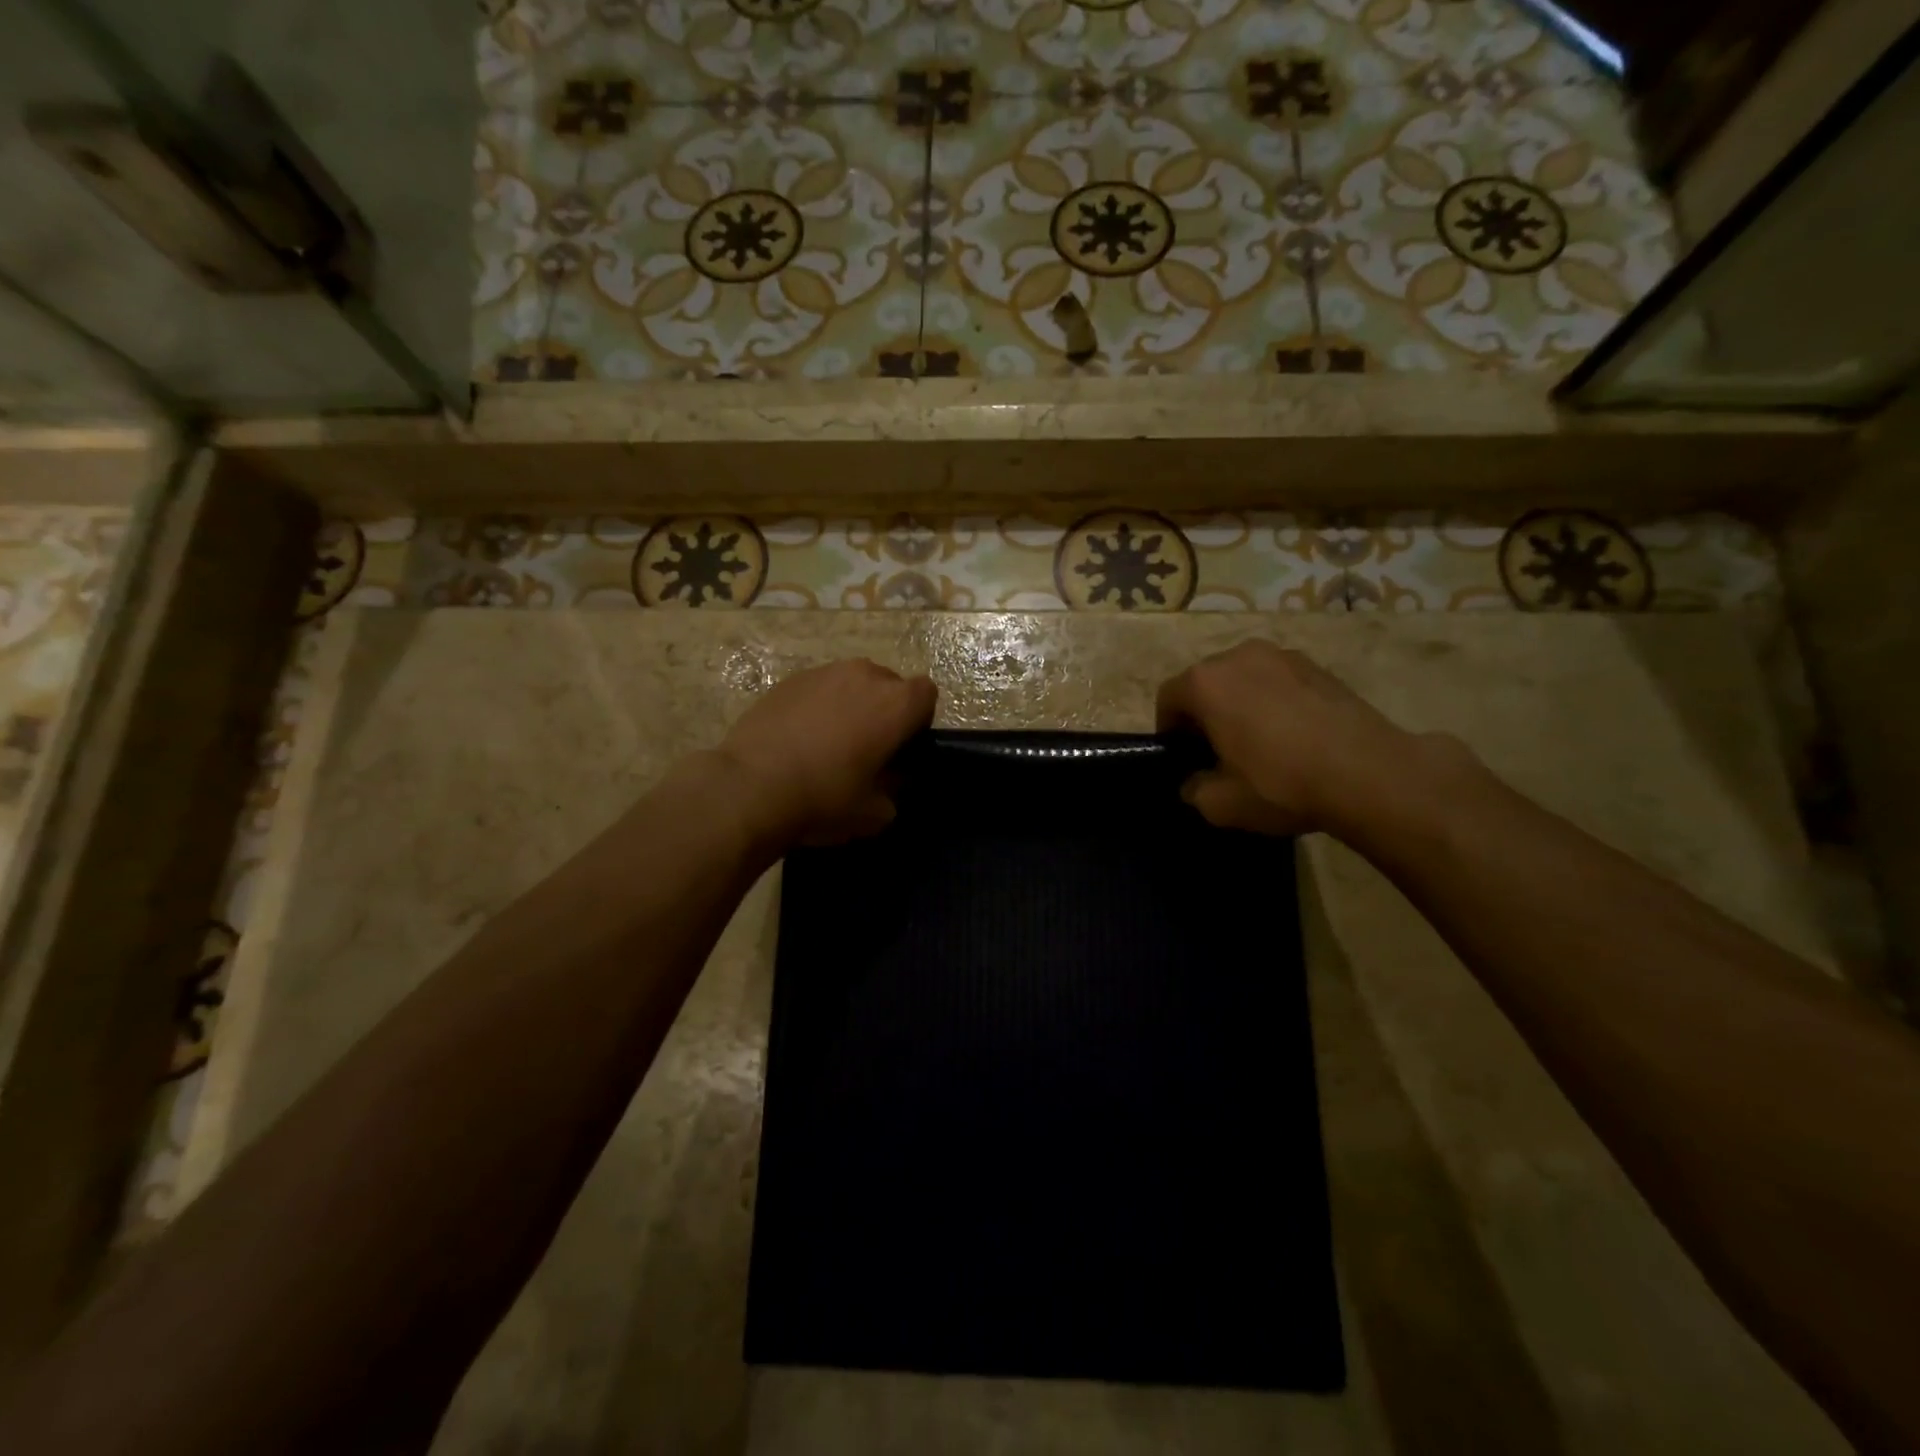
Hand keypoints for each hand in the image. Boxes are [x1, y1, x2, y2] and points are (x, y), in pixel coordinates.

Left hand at [717, 658, 937, 846]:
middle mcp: (865, 676)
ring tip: (829, 740)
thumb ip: (893, 791)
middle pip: (889, 684)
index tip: (901, 747)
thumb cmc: (824, 799)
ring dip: (850, 704)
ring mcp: (824, 673)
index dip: (918, 719)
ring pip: (851, 682)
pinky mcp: (789, 680)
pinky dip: (817, 705)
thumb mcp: (875, 813)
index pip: (926, 694)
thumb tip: (888, 780)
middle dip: (884, 709)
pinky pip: (818, 688)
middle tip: (866, 746)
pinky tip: (798, 737)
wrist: (751, 787)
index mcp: (895, 704)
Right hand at [1156, 640, 1433, 836]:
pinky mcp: (1319, 666)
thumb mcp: (1220, 803)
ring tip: (1258, 741)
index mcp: (1206, 682)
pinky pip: (1278, 681)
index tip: (1182, 757)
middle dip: (1204, 712)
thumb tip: (1195, 782)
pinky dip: (1274, 701)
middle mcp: (1239, 656)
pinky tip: (1292, 736)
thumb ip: (1194, 789)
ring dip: (1240, 704)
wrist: (1368, 774)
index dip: (1169, 729)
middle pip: (1206, 682)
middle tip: (1217, 750)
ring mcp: (1283, 656)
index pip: (1168, 697)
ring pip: (1244, 678)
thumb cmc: (1280, 784)